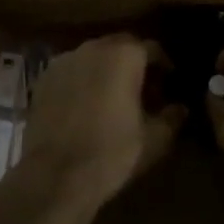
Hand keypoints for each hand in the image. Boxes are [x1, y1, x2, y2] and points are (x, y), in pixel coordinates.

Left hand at [13, 35, 185, 220]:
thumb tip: (180, 109)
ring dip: (106, 71)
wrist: (55, 176)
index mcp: (124, 55)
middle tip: (144, 90)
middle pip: (121, 47)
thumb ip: (171, 118)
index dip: (164, 66)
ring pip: (94, 57)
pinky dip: (82, 81)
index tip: (170, 83)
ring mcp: (64, 60)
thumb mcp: (153, 139)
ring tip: (113, 97)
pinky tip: (86, 106)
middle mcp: (93, 47)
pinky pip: (71, 72)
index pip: (152, 49)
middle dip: (134, 64)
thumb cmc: (112, 153)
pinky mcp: (43, 78)